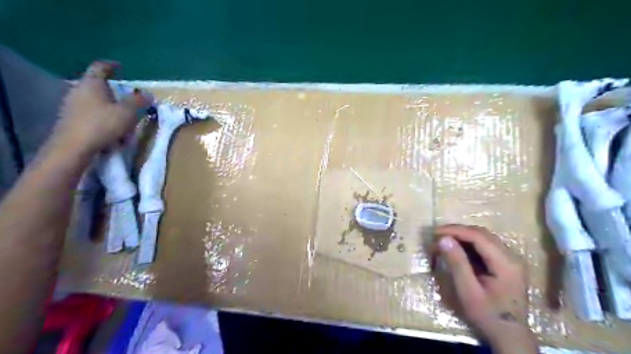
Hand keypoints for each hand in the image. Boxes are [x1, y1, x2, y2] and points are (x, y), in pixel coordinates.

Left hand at [54, 59, 150, 153]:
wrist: (73, 147)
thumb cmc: (102, 124)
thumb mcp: (127, 112)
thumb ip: (139, 101)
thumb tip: (148, 94)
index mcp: (91, 84)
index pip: (100, 67)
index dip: (111, 65)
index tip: (120, 66)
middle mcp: (79, 91)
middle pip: (100, 88)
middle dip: (117, 96)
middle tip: (130, 102)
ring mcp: (73, 106)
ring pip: (98, 105)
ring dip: (114, 113)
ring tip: (127, 126)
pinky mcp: (72, 121)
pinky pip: (94, 117)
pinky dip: (106, 123)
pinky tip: (116, 137)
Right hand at [437, 225, 534, 351]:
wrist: (509, 335)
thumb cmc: (487, 315)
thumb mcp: (468, 291)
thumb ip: (457, 263)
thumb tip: (443, 239)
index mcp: (506, 263)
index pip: (479, 237)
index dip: (455, 231)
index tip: (435, 232)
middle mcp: (512, 256)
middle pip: (482, 234)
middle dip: (457, 232)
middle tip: (436, 235)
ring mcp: (511, 259)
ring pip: (484, 237)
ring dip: (462, 236)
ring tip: (443, 240)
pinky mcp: (506, 263)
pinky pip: (485, 245)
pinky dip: (468, 243)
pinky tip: (456, 248)